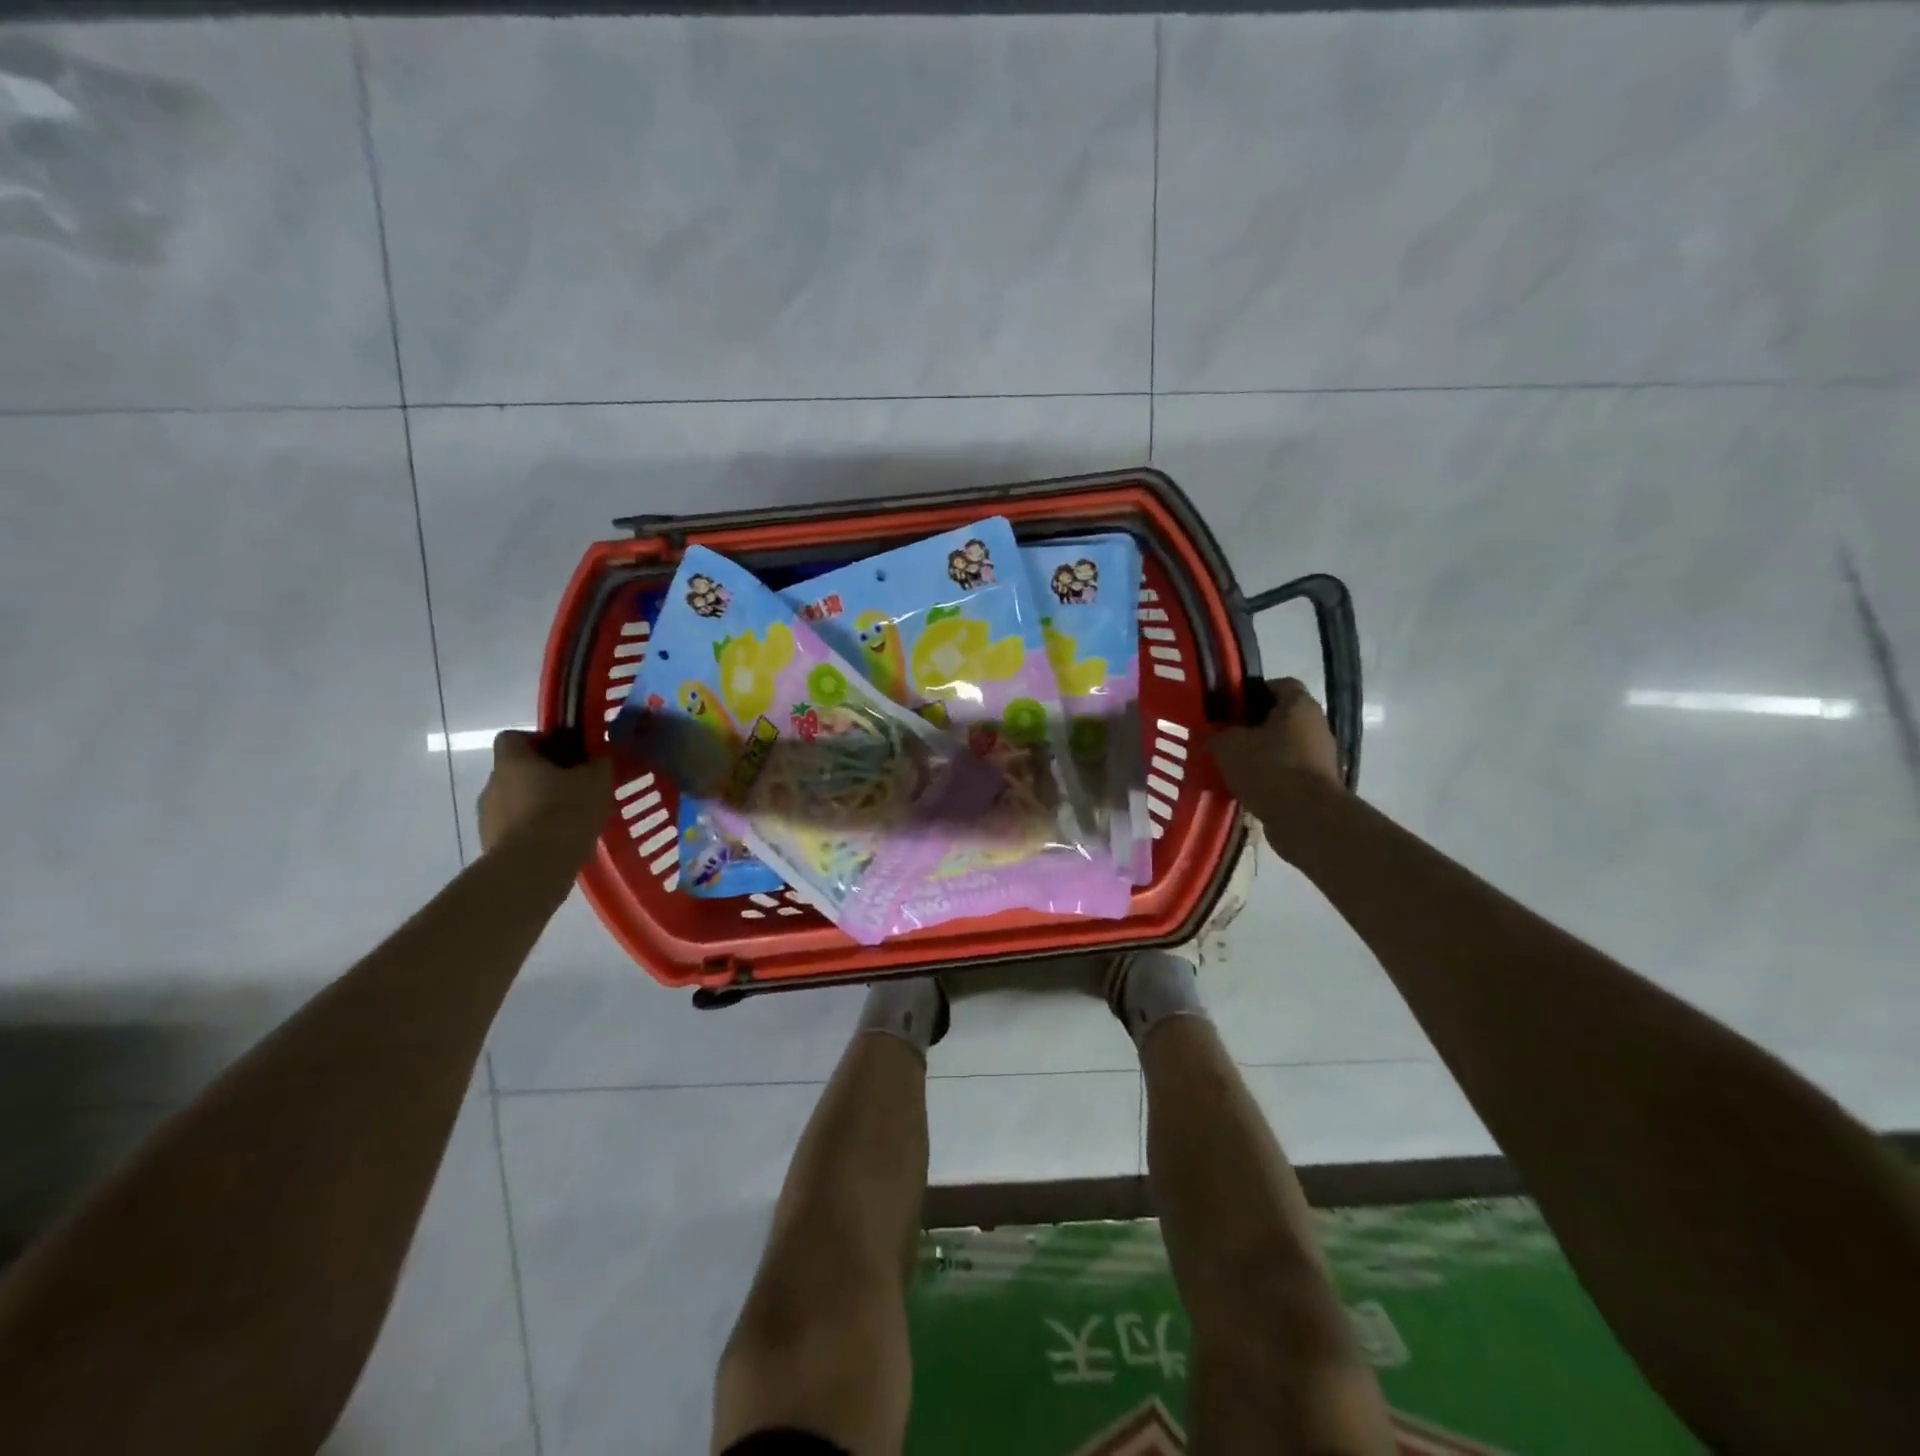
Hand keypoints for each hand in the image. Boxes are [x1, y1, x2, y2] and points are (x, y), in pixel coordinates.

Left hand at [477, 730, 613, 859]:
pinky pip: (515, 830)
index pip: (513, 737)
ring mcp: (487, 817)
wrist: (535, 867)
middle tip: (574, 790)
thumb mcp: (596, 781)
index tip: (565, 755)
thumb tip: (600, 756)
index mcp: (512, 760)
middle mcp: (492, 783)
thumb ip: (598, 764)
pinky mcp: (490, 845)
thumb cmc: (565, 811)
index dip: (539, 742)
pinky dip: (533, 832)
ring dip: (537, 807)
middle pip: (516, 771)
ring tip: (569, 821)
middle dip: (543, 778)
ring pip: (515, 802)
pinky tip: (558, 843)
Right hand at [1208, 678, 1343, 836]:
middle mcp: (1316, 725)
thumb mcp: (1228, 745)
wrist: (1305, 817)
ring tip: (1232, 767)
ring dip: (1262, 755)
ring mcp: (1321, 757)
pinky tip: (1247, 789)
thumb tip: (1213, 733)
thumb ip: (1217, 734)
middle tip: (1226, 738)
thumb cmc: (1268, 767)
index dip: (1253, 692)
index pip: (1280, 684)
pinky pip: (1288, 773)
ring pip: (1284, 748)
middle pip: (1282, 718)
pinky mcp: (1318, 785)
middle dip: (1254, 727)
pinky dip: (1270, 779)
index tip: (1230, 706)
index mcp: (1299, 705)